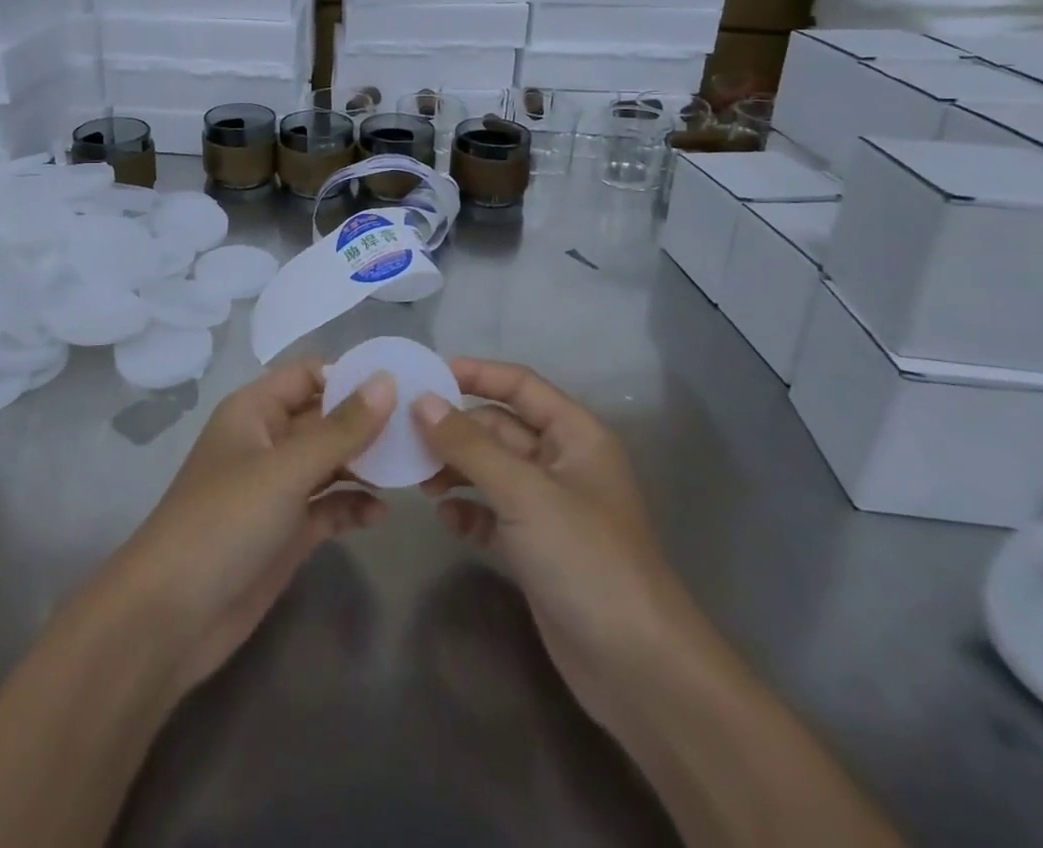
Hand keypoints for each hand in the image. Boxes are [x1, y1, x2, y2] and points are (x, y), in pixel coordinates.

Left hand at [103, 360, 394, 695]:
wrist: (170, 618)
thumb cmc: (224, 521)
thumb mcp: (286, 469)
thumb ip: (341, 429)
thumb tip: (387, 381)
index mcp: (255, 410)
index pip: (309, 374)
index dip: (351, 376)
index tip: (402, 385)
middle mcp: (268, 442)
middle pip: (325, 418)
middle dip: (368, 423)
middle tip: (422, 431)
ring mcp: (278, 489)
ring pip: (331, 463)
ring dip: (366, 465)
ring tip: (412, 472)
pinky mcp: (286, 532)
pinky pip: (328, 507)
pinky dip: (353, 506)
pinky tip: (380, 515)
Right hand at [412, 358, 695, 733]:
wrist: (637, 668)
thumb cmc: (586, 559)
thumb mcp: (524, 493)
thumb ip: (469, 445)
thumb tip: (421, 400)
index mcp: (575, 435)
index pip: (520, 385)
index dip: (476, 374)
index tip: (425, 374)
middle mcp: (562, 463)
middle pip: (500, 428)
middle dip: (456, 430)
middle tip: (406, 435)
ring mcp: (549, 508)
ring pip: (491, 470)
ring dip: (456, 469)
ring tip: (419, 480)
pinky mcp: (535, 547)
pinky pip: (492, 513)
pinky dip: (468, 510)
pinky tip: (445, 518)